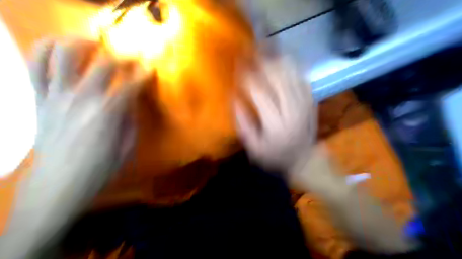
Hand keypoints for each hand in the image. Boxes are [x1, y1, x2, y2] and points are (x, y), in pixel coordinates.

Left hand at [29, 38, 151, 204]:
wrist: (58, 184)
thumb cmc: (99, 169)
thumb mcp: (127, 147)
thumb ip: (130, 120)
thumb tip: (130, 101)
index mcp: (107, 115)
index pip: (131, 85)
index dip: (144, 74)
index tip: (150, 69)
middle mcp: (81, 99)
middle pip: (103, 64)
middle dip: (122, 57)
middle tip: (130, 59)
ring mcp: (56, 96)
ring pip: (62, 53)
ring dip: (81, 43)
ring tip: (93, 44)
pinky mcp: (39, 99)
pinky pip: (34, 65)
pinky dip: (46, 49)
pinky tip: (60, 48)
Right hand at [236, 54, 315, 175]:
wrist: (304, 158)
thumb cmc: (275, 155)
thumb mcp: (254, 147)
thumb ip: (243, 124)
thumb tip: (234, 99)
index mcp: (277, 125)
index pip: (260, 94)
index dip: (248, 78)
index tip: (238, 67)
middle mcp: (293, 111)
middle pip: (278, 79)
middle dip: (262, 62)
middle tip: (251, 51)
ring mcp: (305, 104)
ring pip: (292, 74)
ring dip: (277, 60)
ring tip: (265, 49)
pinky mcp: (312, 101)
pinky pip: (302, 77)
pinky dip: (292, 66)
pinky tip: (282, 58)